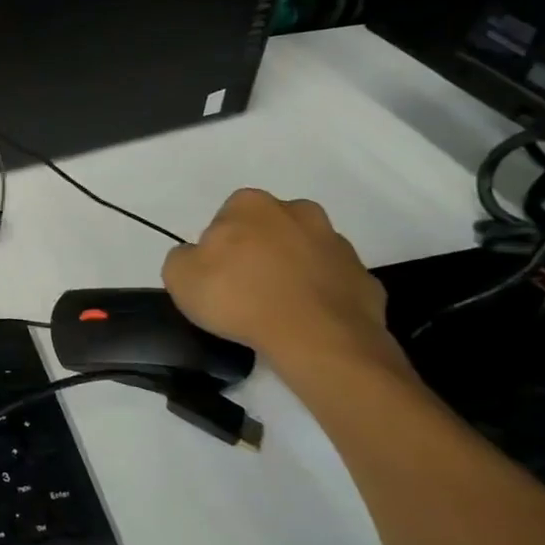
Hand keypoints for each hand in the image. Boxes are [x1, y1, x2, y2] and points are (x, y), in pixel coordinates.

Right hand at [162, 189, 397, 385]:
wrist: (319, 340)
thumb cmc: (241, 298)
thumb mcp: (179, 277)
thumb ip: (182, 257)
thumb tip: (198, 257)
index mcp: (251, 204)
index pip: (227, 218)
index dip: (219, 247)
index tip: (217, 275)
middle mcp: (298, 212)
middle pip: (270, 229)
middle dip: (260, 251)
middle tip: (246, 288)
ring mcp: (337, 244)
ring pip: (305, 252)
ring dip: (292, 271)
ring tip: (278, 309)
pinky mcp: (365, 277)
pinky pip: (333, 283)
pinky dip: (320, 296)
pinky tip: (306, 321)